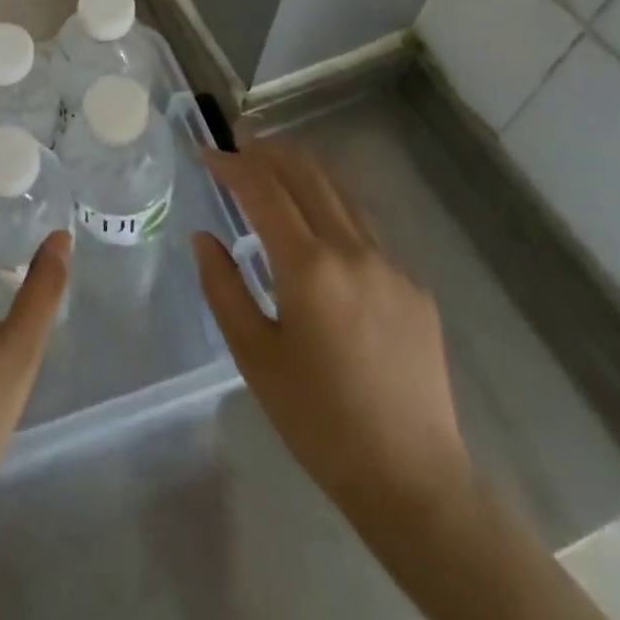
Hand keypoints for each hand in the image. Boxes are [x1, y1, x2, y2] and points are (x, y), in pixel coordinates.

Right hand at [193, 136, 470, 522]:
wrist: (412, 478)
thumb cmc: (318, 420)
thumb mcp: (254, 356)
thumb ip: (223, 287)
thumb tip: (204, 237)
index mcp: (309, 266)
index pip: (263, 190)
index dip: (231, 164)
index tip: (207, 153)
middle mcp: (353, 250)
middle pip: (307, 175)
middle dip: (269, 150)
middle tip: (240, 141)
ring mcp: (391, 265)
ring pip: (341, 195)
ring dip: (304, 171)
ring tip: (275, 164)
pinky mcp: (414, 287)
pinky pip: (366, 231)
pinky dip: (333, 210)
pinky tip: (320, 228)